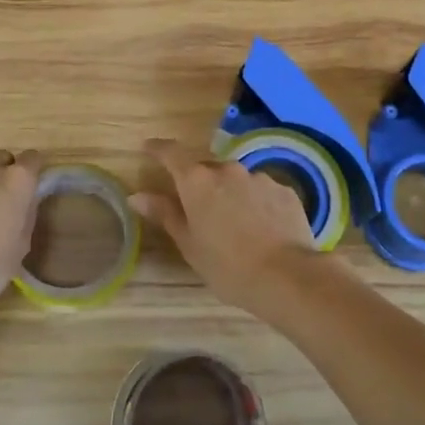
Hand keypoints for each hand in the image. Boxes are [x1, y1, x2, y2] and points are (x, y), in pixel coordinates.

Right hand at [129, 137, 339, 318]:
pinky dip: (256, 203)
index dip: (158, 149)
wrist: (286, 276)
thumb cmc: (228, 266)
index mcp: (198, 182)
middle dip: (200, 184)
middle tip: (199, 211)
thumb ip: (165, 214)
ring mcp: (259, 177)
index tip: (149, 148)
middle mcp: (228, 170)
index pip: (172, 154)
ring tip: (235, 226)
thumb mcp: (189, 245)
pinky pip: (262, 191)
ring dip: (231, 194)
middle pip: (206, 169)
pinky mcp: (284, 190)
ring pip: (237, 180)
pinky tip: (262, 229)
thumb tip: (137, 196)